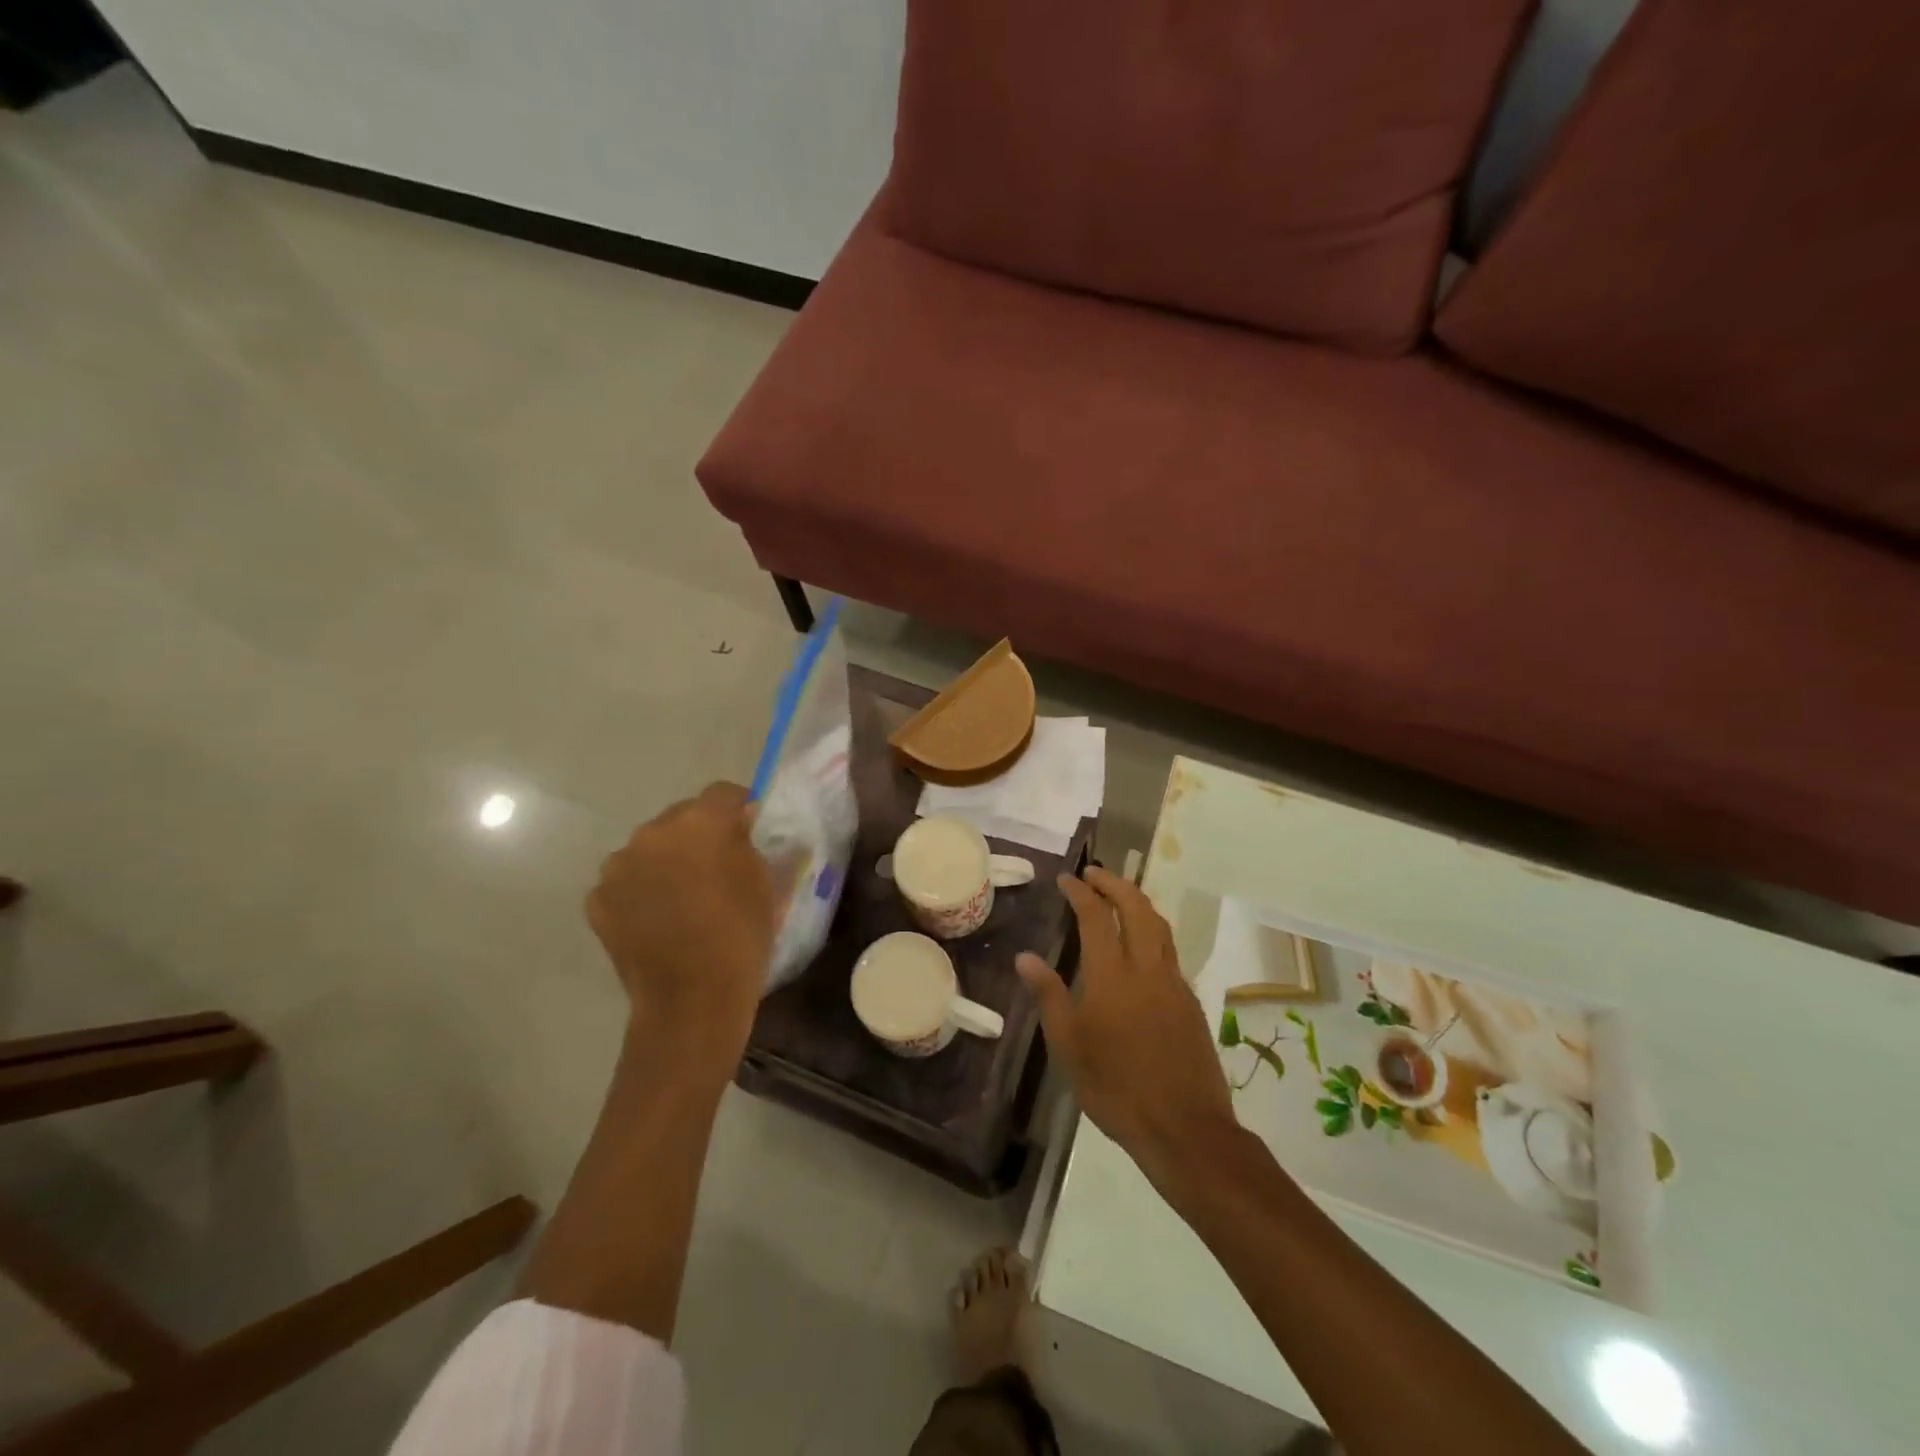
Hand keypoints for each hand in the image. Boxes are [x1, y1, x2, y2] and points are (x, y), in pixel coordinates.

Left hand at [586, 783, 792, 1070]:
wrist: (691, 1000)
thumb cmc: (741, 935)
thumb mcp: (765, 882)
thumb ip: (750, 843)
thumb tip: (741, 826)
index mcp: (699, 823)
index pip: (723, 793)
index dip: (739, 808)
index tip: (749, 829)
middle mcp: (652, 833)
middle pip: (681, 818)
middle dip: (699, 834)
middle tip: (716, 867)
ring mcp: (618, 866)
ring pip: (650, 848)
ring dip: (666, 861)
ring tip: (682, 897)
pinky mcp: (598, 899)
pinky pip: (626, 881)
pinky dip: (641, 891)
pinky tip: (658, 919)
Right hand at [1017, 867, 1236, 1190]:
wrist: (1185, 1128)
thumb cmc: (1116, 1089)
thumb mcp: (1069, 1047)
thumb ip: (1049, 996)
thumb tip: (1025, 957)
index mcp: (1113, 976)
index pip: (1097, 917)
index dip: (1081, 892)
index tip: (1067, 879)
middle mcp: (1147, 969)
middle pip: (1137, 908)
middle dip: (1115, 883)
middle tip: (1095, 873)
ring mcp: (1174, 984)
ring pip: (1160, 926)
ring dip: (1138, 901)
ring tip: (1119, 895)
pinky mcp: (1190, 1002)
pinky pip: (1170, 950)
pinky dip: (1152, 931)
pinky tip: (1140, 946)